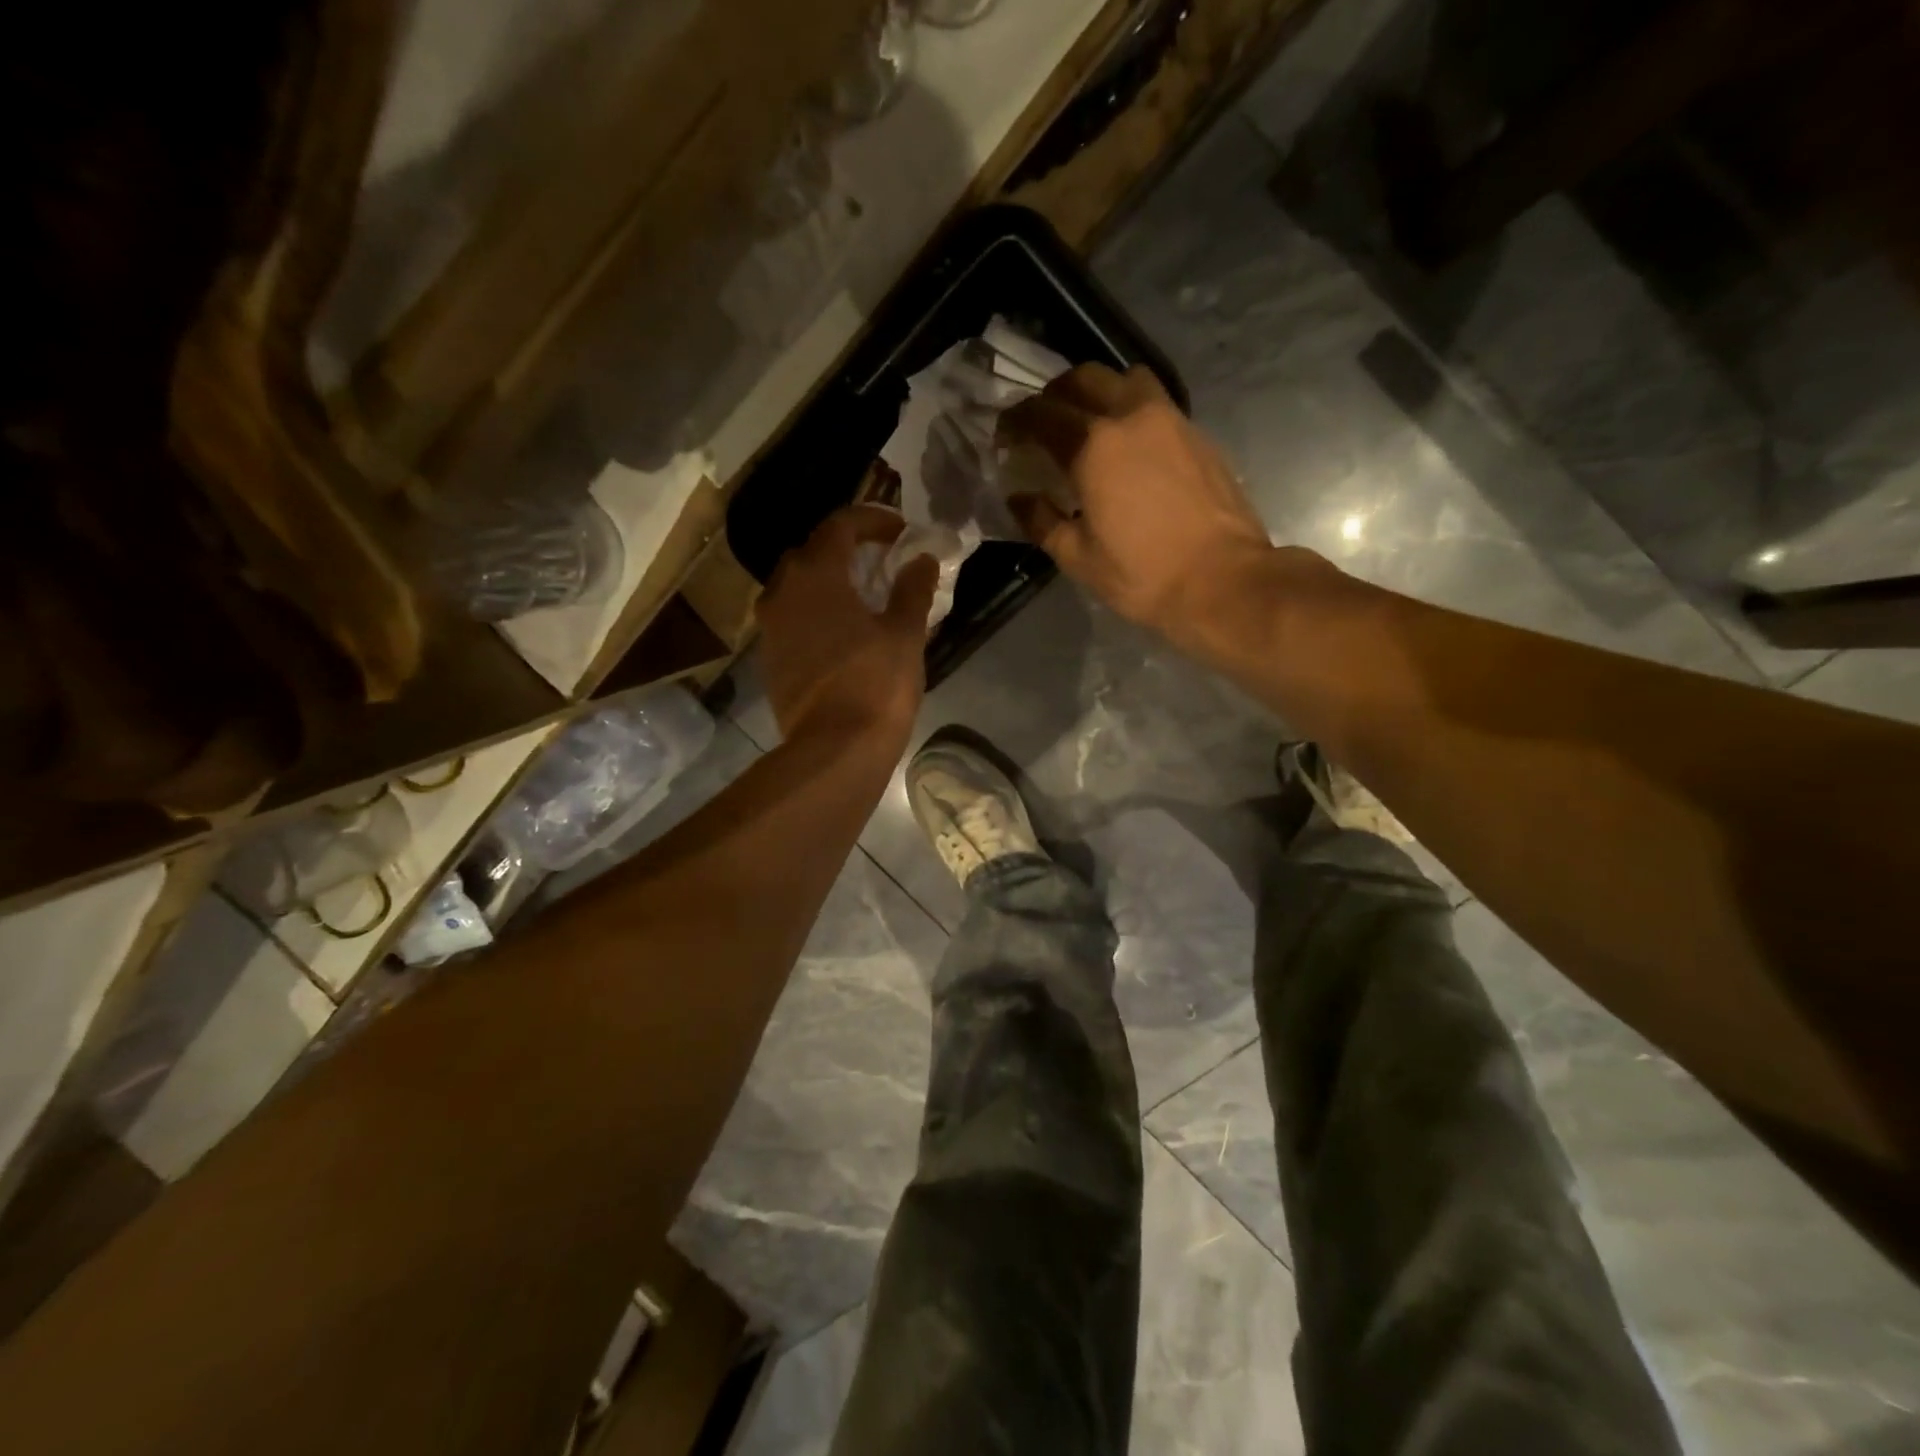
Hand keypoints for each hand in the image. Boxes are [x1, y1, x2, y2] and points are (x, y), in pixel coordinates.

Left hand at [756, 505, 937, 746]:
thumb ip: (913, 589)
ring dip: (827, 582)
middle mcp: (782, 592)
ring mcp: (770, 627)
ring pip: (796, 586)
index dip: (873, 520)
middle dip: (846, 549)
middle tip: (880, 561)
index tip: (901, 531)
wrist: (834, 749)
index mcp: (816, 575)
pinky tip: (841, 632)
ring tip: (860, 597)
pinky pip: (791, 618)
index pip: (840, 525)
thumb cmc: (875, 684)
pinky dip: (815, 612)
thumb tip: (922, 560)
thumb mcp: (905, 633)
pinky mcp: (770, 658)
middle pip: (812, 552)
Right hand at [999, 364, 1273, 642]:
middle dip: (1053, 395)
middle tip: (1041, 423)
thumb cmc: (1142, 575)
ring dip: (1097, 391)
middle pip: (1083, 379)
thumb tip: (1020, 498)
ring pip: (1124, 379)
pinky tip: (1127, 445)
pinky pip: (1155, 401)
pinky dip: (1130, 409)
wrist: (1222, 581)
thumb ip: (1041, 521)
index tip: (1004, 437)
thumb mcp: (1078, 557)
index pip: (1042, 415)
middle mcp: (1130, 417)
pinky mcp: (1196, 433)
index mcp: (1093, 446)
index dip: (1016, 421)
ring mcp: (1169, 419)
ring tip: (1087, 422)